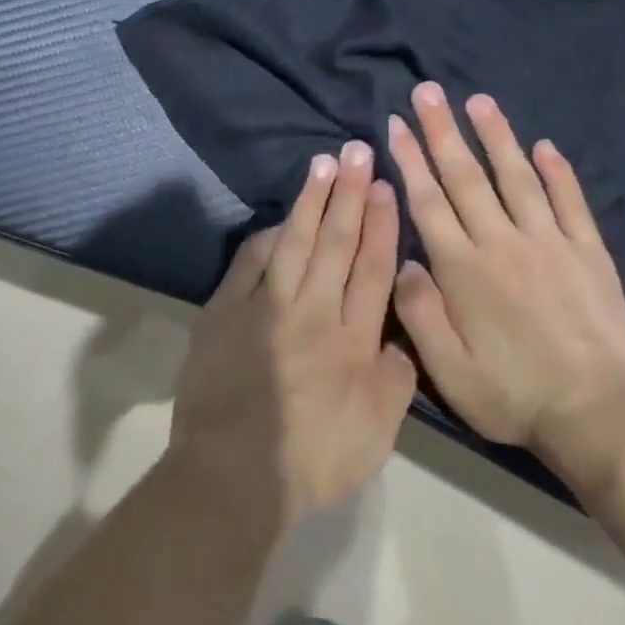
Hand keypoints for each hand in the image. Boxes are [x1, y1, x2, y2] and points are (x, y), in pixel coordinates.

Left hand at [170, 141, 417, 526]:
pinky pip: (250, 264)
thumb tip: (399, 339)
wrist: (234, 471)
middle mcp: (313, 313)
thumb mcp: (377, 433)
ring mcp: (265, 308)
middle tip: (358, 152)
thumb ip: (394, 381)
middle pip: (335, 244)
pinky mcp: (225, 312)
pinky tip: (278, 219)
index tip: (386, 189)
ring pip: (294, 243)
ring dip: (311, 202)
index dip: (380, 226)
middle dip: (349, 195)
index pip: (372, 270)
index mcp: (354, 341)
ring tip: (323, 165)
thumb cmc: (311, 461)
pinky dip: (266, 238)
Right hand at [386, 83, 624, 451]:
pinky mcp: (589, 255)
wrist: (595, 416)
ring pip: (517, 178)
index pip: (428, 201)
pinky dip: (557, 172)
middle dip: (443, 131)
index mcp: (463, 269)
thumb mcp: (444, 367)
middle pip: (467, 178)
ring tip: (478, 100)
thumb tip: (406, 259)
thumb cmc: (509, 393)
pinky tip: (544, 145)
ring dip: (496, 136)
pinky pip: (571, 203)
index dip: (409, 160)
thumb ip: (417, 309)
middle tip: (427, 92)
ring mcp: (551, 245)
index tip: (394, 126)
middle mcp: (503, 244)